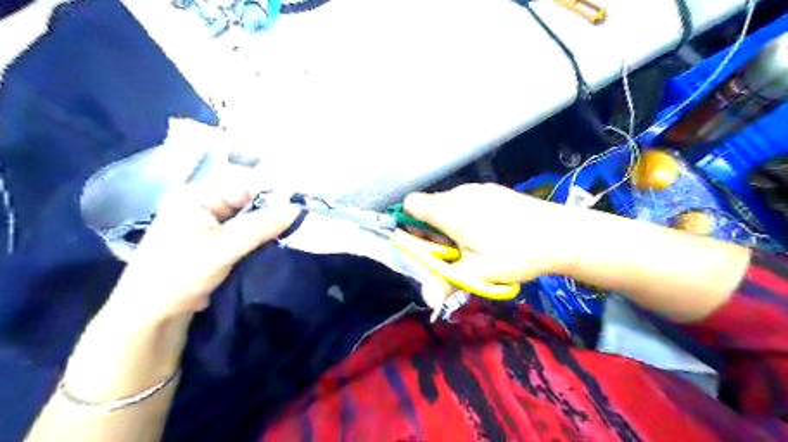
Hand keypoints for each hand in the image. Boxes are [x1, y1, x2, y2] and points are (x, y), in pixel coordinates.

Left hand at [107, 172, 298, 323]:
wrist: (152, 314)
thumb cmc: (179, 275)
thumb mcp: (222, 249)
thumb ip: (260, 227)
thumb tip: (297, 209)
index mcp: (197, 196)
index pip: (243, 184)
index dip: (272, 191)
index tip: (300, 202)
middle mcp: (203, 203)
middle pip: (247, 199)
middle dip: (272, 209)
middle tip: (301, 217)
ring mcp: (208, 222)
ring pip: (248, 216)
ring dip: (267, 224)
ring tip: (294, 228)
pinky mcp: (214, 240)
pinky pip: (244, 231)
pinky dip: (259, 235)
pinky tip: (277, 240)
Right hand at [407, 184, 576, 306]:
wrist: (561, 234)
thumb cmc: (515, 252)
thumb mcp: (478, 272)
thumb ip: (447, 283)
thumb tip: (427, 301)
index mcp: (449, 211)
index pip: (411, 204)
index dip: (409, 223)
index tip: (425, 244)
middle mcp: (459, 194)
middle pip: (429, 207)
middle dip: (431, 230)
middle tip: (453, 252)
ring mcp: (478, 189)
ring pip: (449, 204)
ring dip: (449, 224)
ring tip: (473, 244)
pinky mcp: (493, 190)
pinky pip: (467, 201)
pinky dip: (466, 215)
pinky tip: (490, 232)